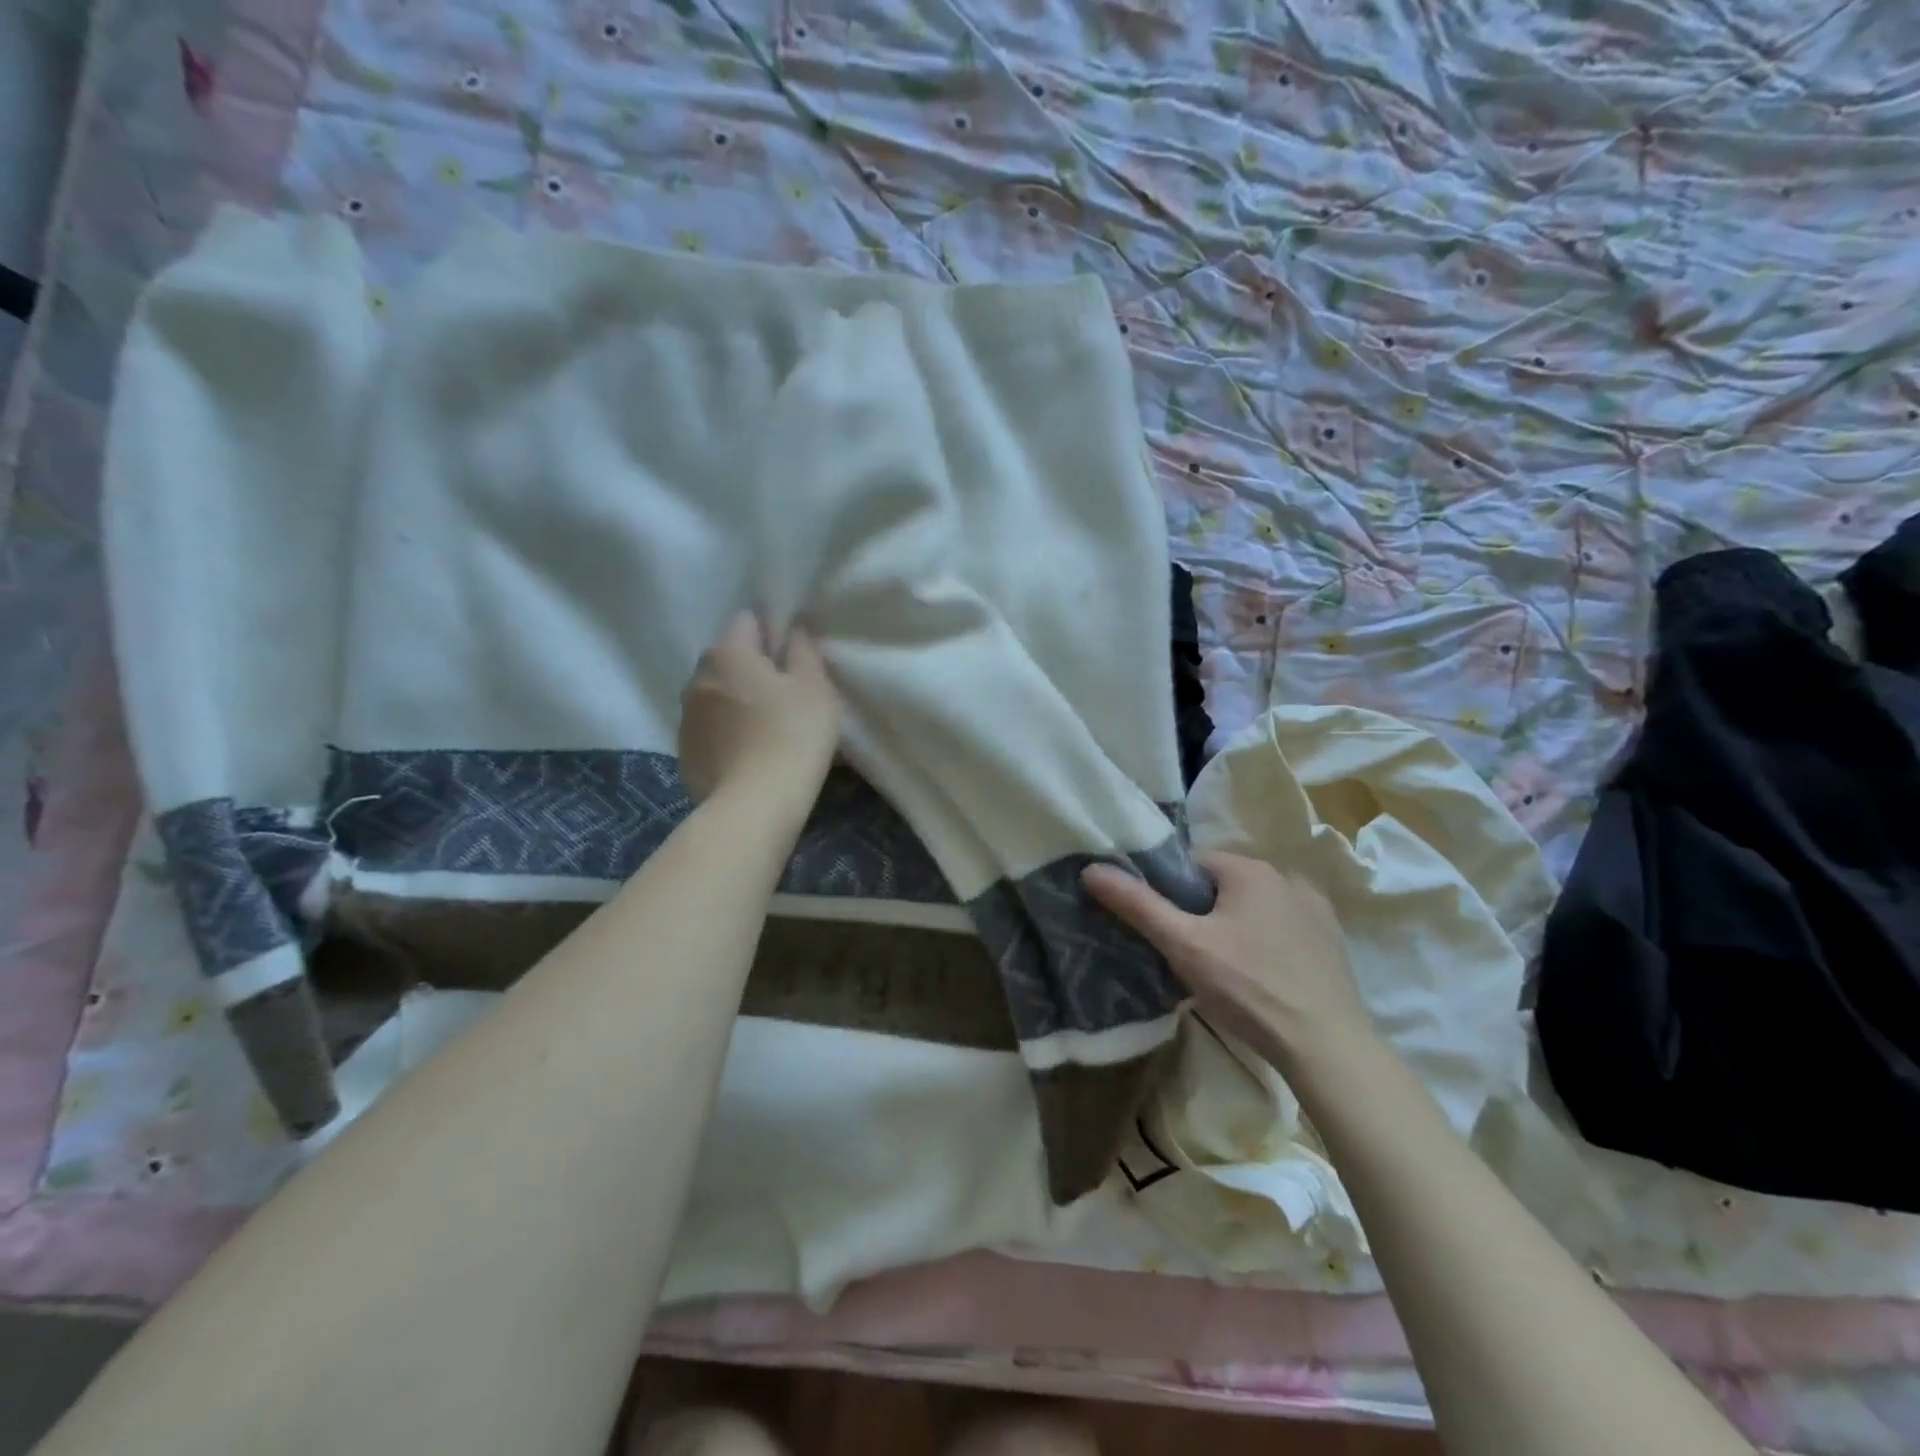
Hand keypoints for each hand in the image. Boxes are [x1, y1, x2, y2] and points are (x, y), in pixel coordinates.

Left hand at [679, 612, 839, 812]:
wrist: (754, 806)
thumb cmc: (792, 736)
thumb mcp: (815, 688)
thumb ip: (803, 651)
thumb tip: (792, 631)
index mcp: (728, 653)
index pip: (747, 621)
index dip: (772, 634)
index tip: (793, 661)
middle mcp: (697, 677)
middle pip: (728, 659)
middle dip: (752, 669)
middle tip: (785, 697)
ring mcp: (685, 717)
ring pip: (716, 695)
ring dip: (736, 702)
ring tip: (766, 730)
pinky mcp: (684, 752)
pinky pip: (710, 729)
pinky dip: (726, 733)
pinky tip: (749, 755)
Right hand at [1082, 850, 1376, 1073]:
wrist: (1326, 1046)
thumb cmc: (1248, 987)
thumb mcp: (1183, 945)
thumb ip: (1138, 904)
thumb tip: (1091, 868)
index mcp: (1249, 869)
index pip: (1192, 863)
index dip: (1170, 892)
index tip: (1164, 927)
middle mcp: (1285, 876)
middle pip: (1224, 884)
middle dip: (1202, 910)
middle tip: (1188, 952)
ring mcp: (1315, 908)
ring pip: (1254, 906)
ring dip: (1235, 924)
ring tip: (1224, 968)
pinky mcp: (1332, 940)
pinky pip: (1283, 927)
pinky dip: (1267, 940)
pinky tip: (1261, 974)